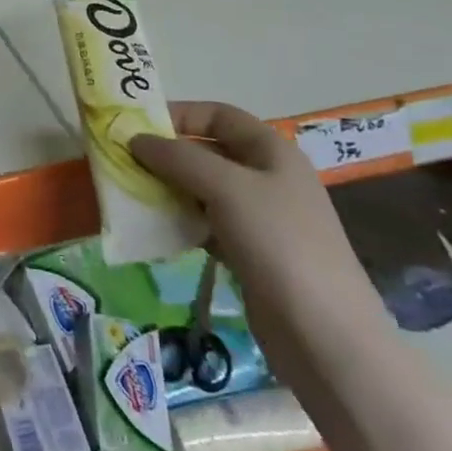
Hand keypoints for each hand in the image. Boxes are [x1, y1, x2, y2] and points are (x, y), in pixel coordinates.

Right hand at [130, 102, 385, 376]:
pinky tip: (156, 228)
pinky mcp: (250, 253)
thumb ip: (178, 157)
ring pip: (204, 189)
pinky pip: (206, 223)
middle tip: (126, 161)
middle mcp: (267, 177)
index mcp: (271, 151)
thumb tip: (136, 139)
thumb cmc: (279, 243)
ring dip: (169, 187)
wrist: (325, 336)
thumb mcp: (226, 187)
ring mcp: (260, 218)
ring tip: (133, 193)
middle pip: (209, 151)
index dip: (179, 114)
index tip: (138, 126)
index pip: (218, 115)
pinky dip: (181, 221)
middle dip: (168, 153)